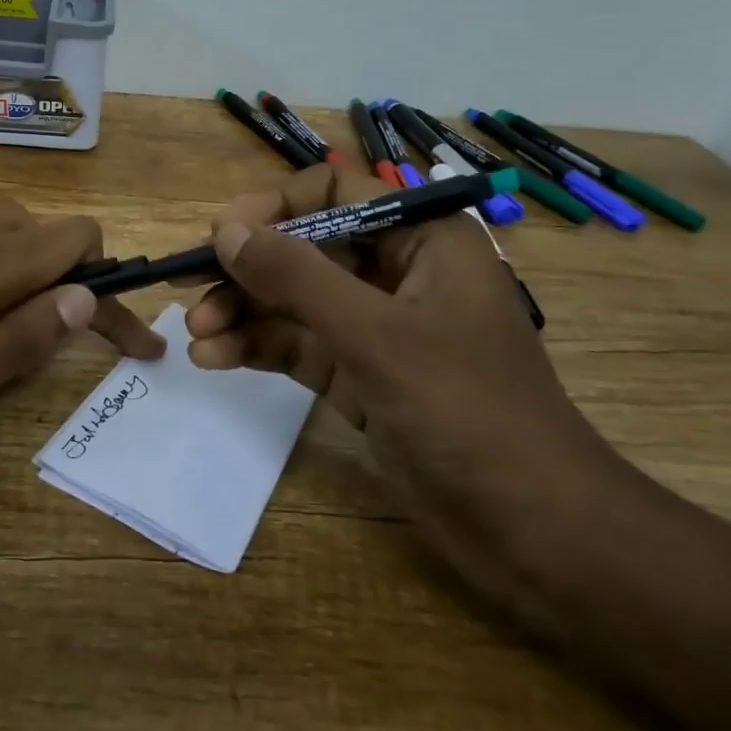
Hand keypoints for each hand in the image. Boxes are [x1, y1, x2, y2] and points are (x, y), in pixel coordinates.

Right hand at [185, 165, 628, 612]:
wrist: (538, 536)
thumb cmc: (469, 414)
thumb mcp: (376, 337)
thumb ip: (297, 278)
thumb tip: (226, 231)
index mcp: (423, 240)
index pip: (336, 194)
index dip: (275, 207)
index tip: (222, 235)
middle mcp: (399, 274)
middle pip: (306, 250)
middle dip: (249, 271)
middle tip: (192, 293)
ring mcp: (379, 329)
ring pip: (297, 301)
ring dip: (245, 313)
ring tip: (198, 335)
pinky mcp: (364, 377)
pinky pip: (301, 346)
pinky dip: (260, 348)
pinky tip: (217, 359)